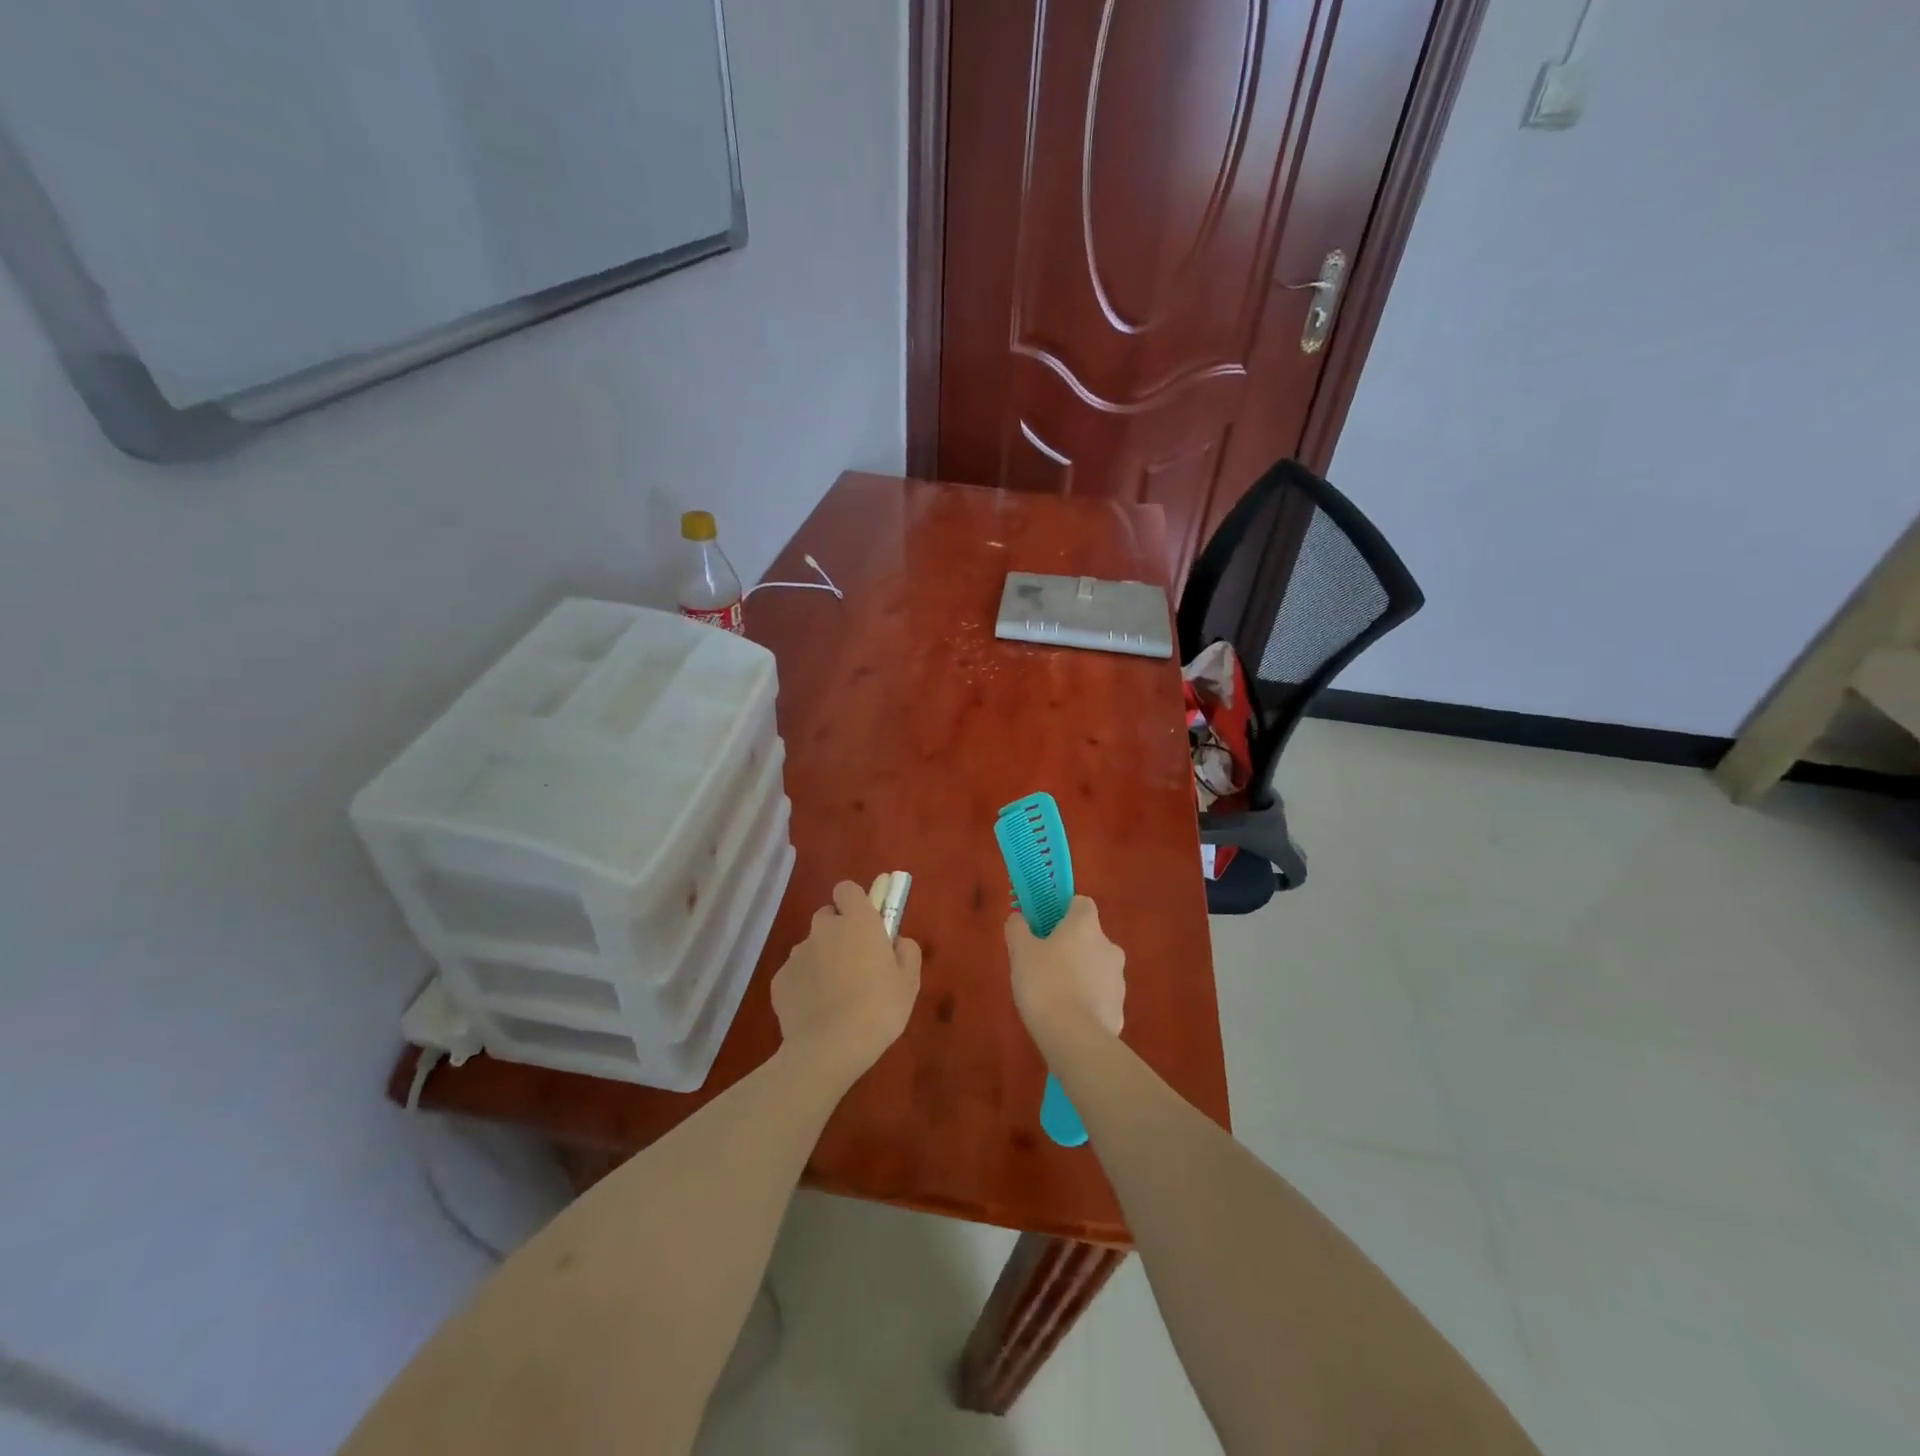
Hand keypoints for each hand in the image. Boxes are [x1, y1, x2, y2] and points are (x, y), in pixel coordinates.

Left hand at [771, 881, 921, 1082]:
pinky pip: (796, 973)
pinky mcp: (779, 980)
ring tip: (835, 994)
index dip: (855, 902)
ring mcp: (797, 954)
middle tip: (854, 962)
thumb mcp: (909, 981)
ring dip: (822, 959)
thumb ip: (906, 951)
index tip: (866, 923)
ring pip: (811, 946)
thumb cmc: (878, 1009)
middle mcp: (823, 929)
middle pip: (828, 916)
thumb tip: (896, 941)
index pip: (847, 889)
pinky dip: (805, 985)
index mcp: (857, 921)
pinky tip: (817, 1011)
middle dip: (838, 931)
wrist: (829, 1049)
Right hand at [1005, 896, 1124, 1047]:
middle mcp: (1109, 946)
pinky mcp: (1120, 1008)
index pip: (1081, 903)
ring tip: (1054, 994)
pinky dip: (1087, 1000)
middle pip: (1089, 937)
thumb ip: (1018, 928)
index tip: (1045, 926)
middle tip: (1043, 963)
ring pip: (1096, 967)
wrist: (1074, 1037)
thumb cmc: (1044, 983)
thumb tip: (1019, 918)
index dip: (1063, 911)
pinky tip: (1067, 1016)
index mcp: (1086, 926)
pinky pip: (1100, 996)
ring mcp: (1118, 979)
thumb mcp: (1020, 952)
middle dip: (1070, 946)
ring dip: (1080, 973)